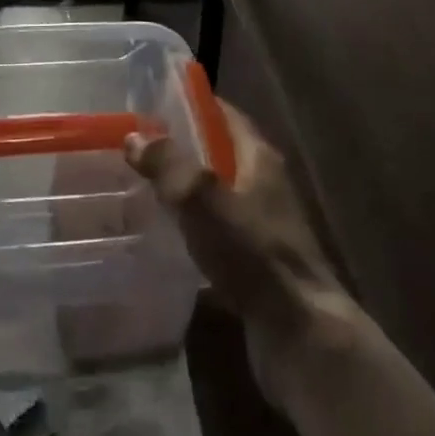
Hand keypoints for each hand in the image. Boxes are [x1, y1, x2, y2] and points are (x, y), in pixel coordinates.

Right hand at [124, 101, 346, 389]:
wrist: (300, 334)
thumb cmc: (254, 253)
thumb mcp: (203, 199)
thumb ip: (168, 164)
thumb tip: (134, 136)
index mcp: (259, 158)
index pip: (225, 114)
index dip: (193, 103)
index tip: (153, 101)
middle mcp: (264, 185)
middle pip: (219, 153)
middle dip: (181, 147)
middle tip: (137, 146)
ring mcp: (262, 227)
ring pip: (216, 195)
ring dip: (184, 190)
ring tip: (140, 189)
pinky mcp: (255, 264)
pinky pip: (216, 233)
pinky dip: (192, 229)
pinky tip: (163, 239)